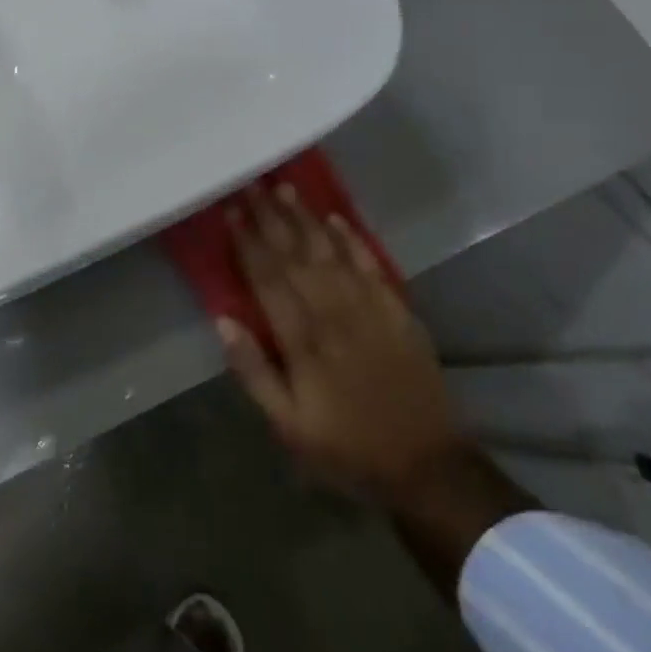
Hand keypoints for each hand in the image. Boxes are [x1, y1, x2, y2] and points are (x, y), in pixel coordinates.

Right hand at [219, 183, 466, 504]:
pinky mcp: (398, 313)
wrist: (426, 466)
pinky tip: (336, 219)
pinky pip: (372, 266)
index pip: (268, 279)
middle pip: (296, 256)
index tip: (232, 212)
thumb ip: (254, 372)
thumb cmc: (346, 447)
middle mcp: (335, 315)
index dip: (248, 243)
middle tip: (253, 184)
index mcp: (303, 341)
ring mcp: (370, 310)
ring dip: (306, 219)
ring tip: (286, 189)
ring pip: (331, 253)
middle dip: (272, 218)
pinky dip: (353, 240)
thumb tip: (223, 321)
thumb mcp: (288, 425)